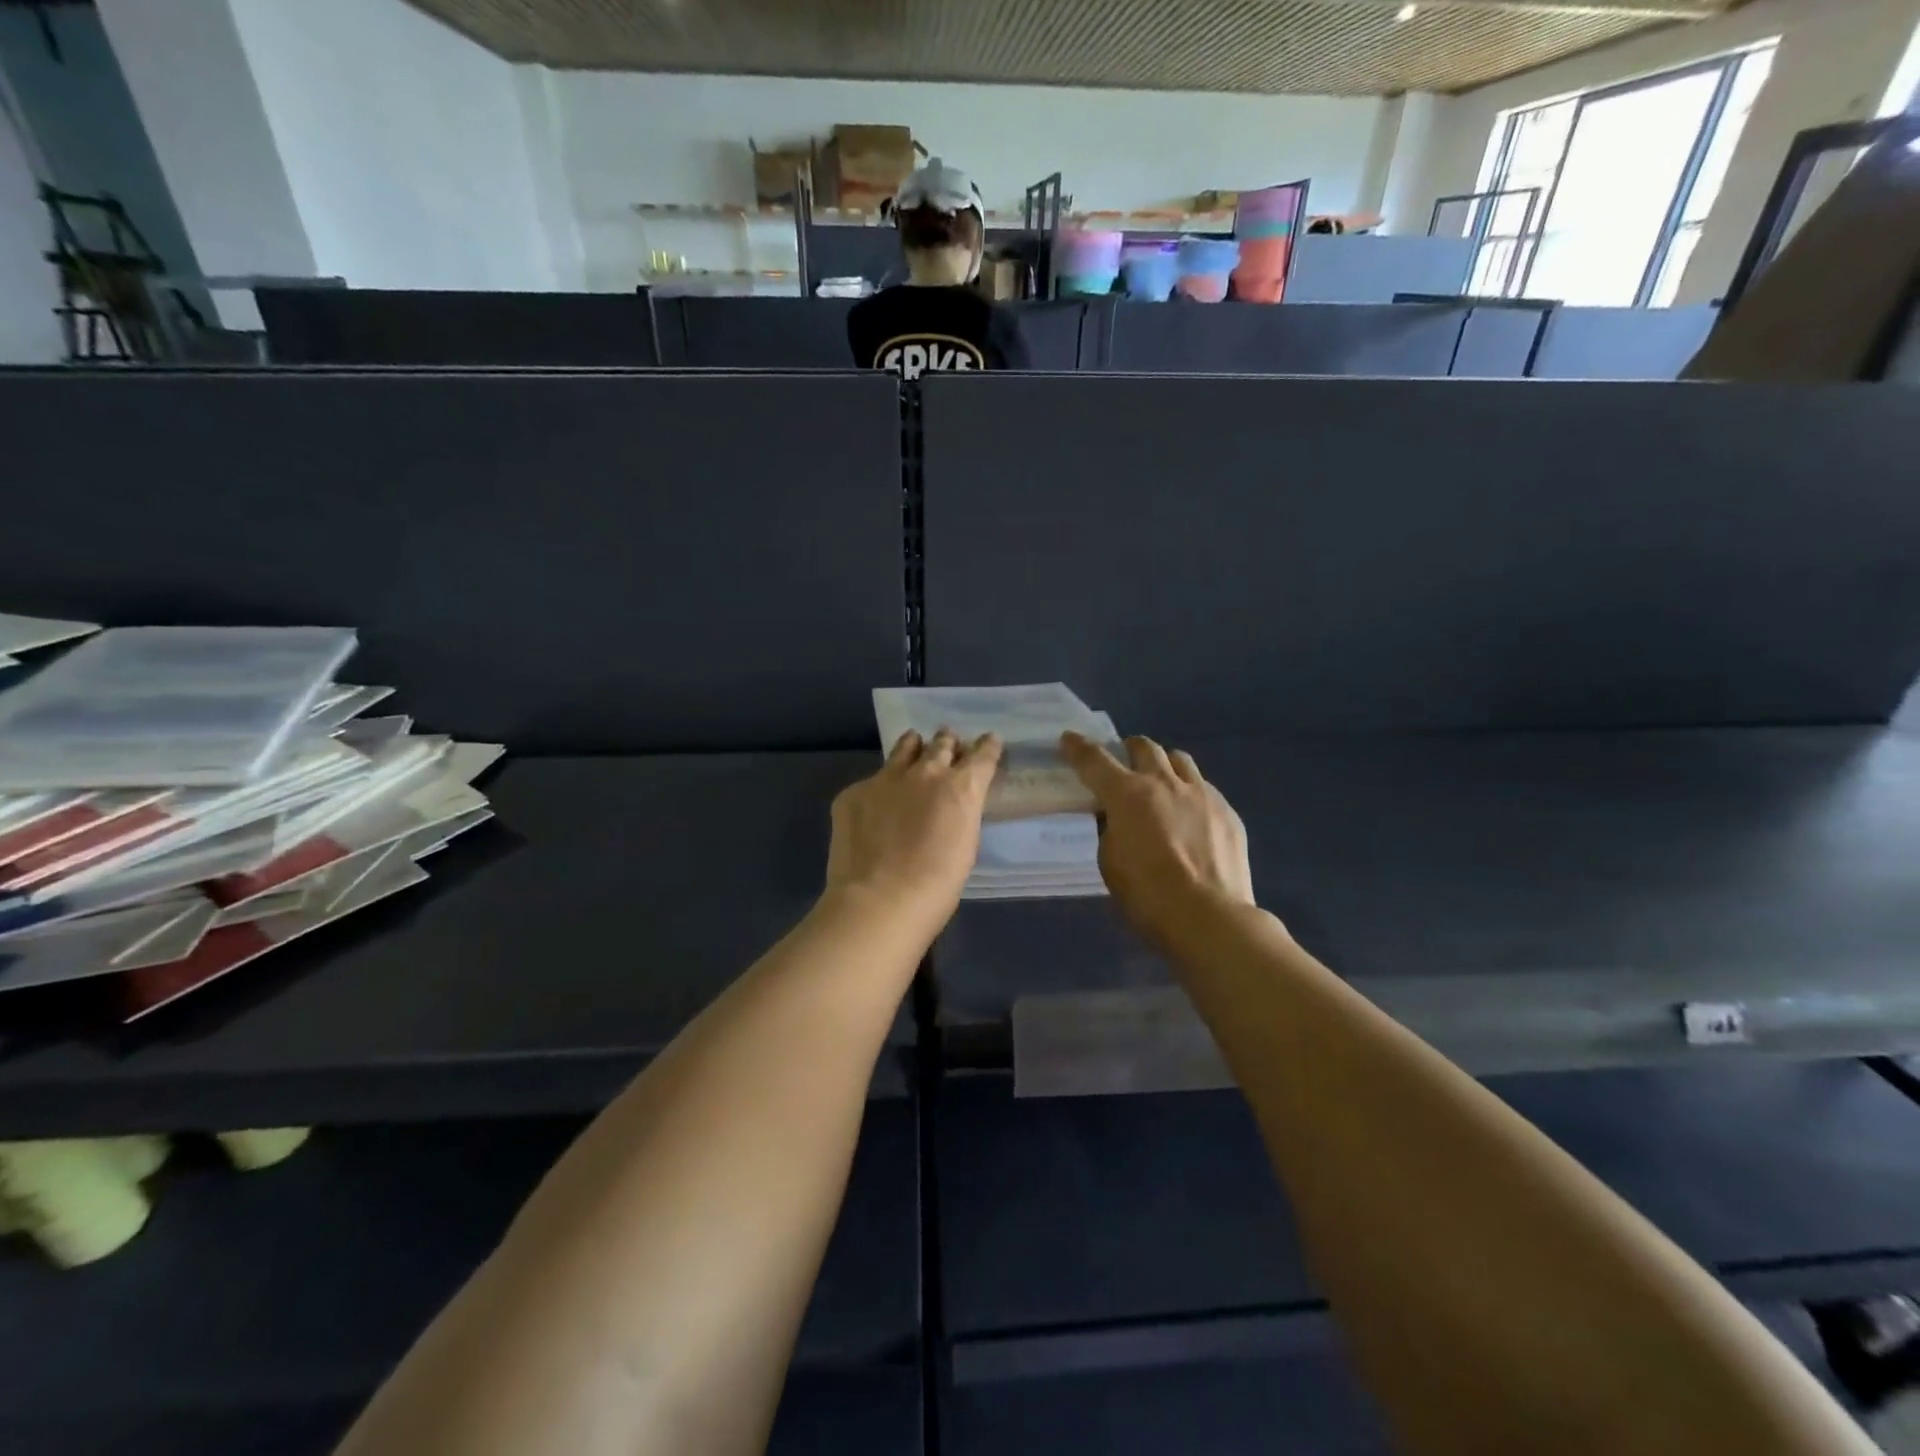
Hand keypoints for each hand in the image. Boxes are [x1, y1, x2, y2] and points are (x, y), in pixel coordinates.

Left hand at [826, 730, 1002, 927]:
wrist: (880, 899)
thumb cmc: (937, 886)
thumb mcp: (965, 845)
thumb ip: (959, 814)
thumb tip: (950, 807)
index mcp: (961, 788)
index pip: (982, 755)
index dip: (987, 746)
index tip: (989, 741)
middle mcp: (926, 772)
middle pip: (942, 744)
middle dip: (948, 743)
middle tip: (948, 742)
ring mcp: (886, 778)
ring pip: (905, 749)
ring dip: (913, 747)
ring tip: (914, 745)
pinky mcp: (854, 792)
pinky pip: (871, 781)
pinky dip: (879, 788)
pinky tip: (874, 805)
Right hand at [1061, 733, 1255, 950]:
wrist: (1210, 918)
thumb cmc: (1148, 897)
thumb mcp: (1110, 863)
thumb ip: (1110, 831)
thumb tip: (1117, 819)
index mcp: (1127, 795)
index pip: (1095, 761)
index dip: (1078, 748)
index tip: (1069, 740)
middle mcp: (1164, 783)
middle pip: (1144, 747)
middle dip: (1128, 749)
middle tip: (1122, 763)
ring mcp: (1201, 794)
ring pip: (1179, 759)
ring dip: (1163, 764)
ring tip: (1160, 783)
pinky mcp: (1227, 812)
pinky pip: (1204, 788)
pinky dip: (1189, 793)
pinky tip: (1190, 817)